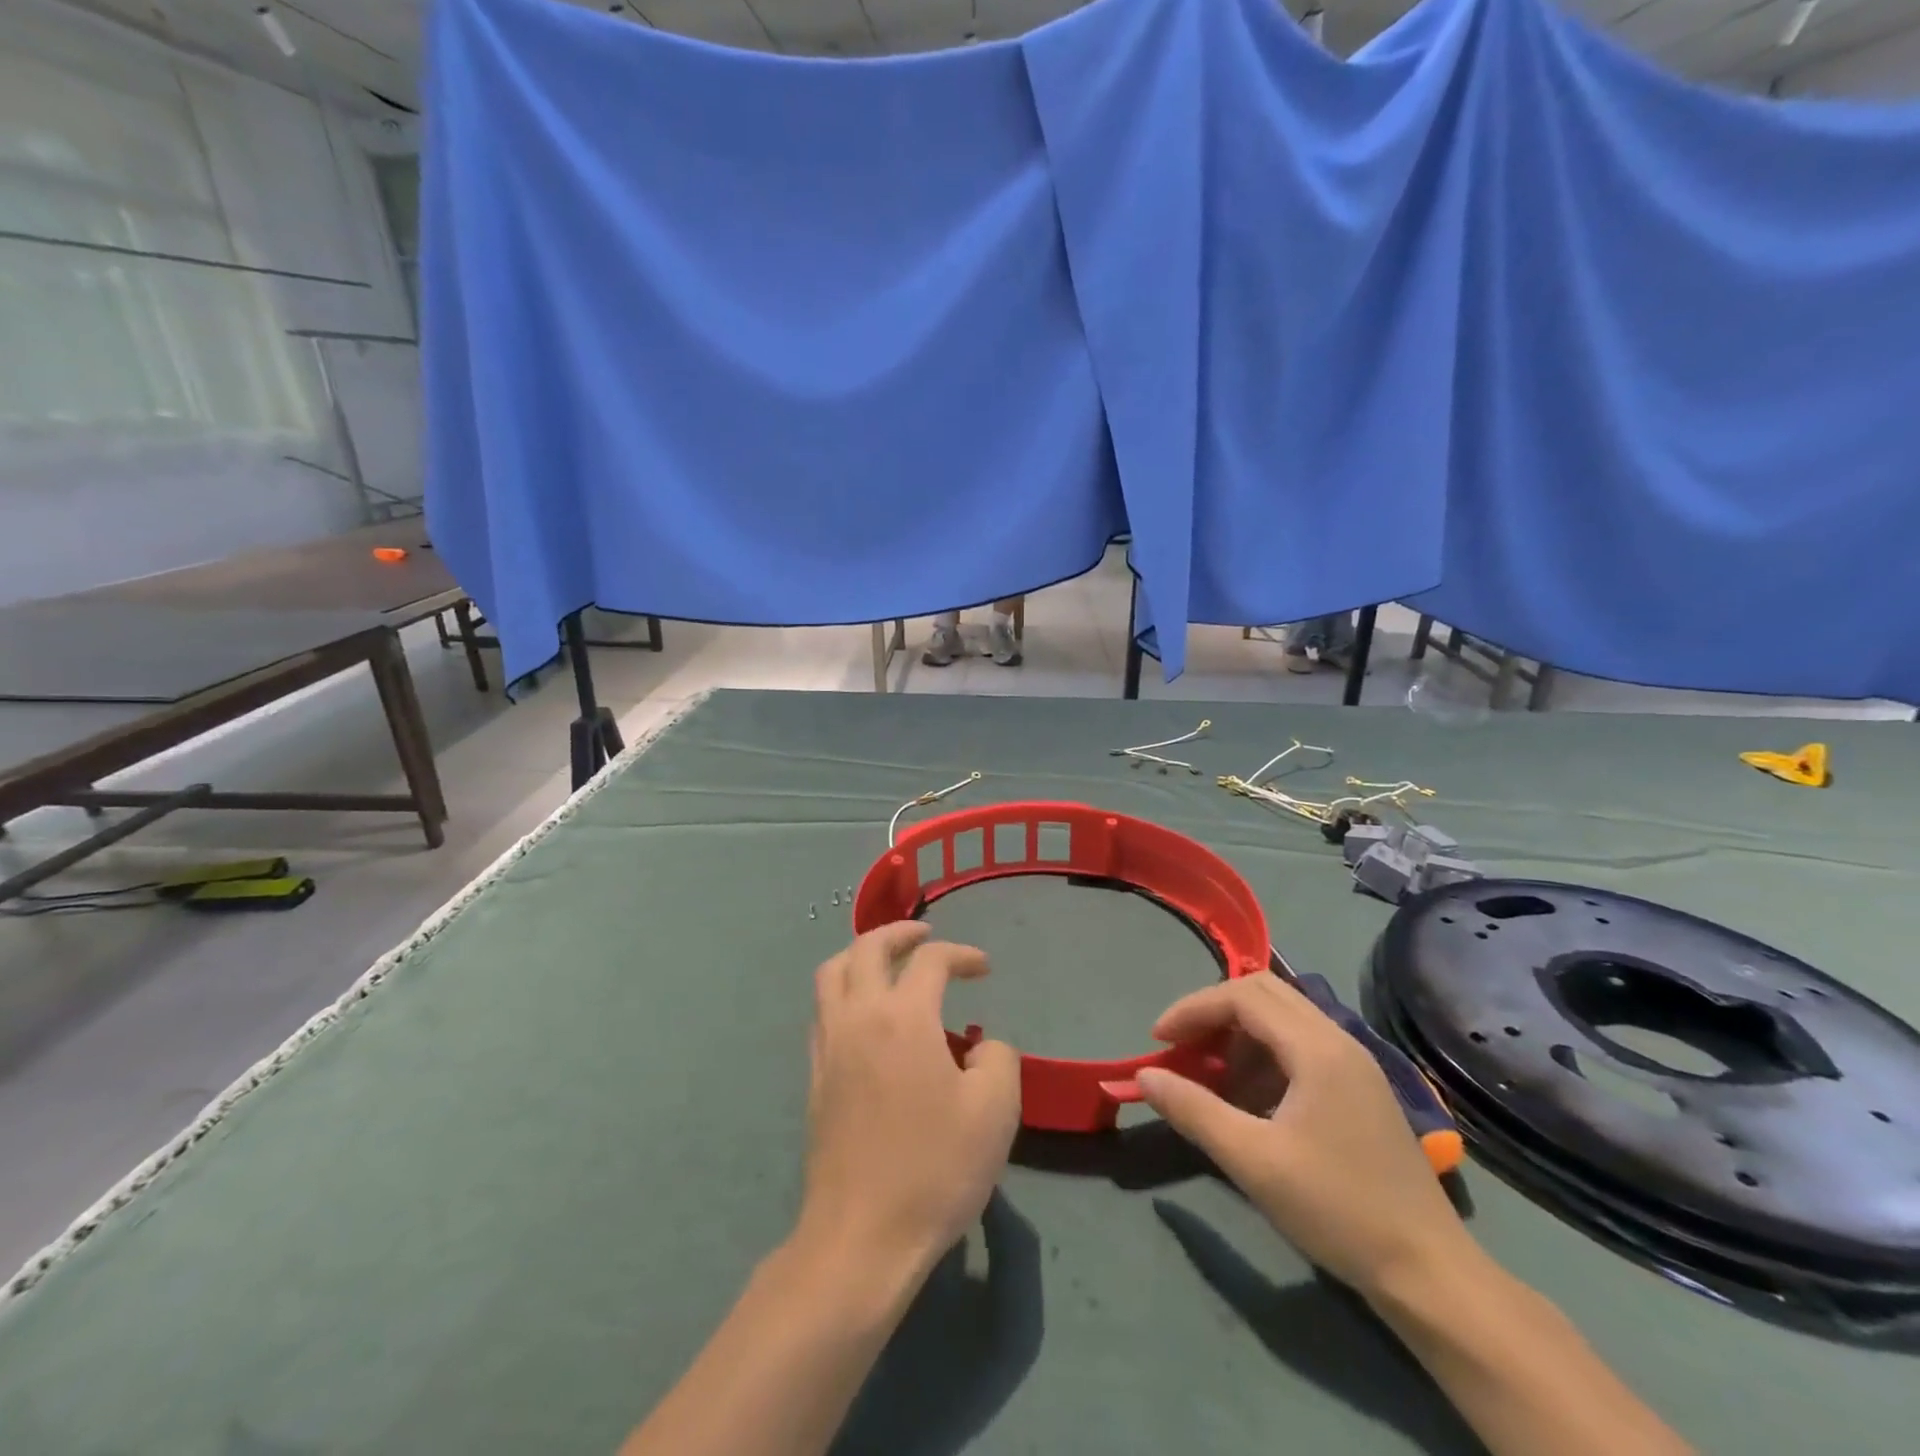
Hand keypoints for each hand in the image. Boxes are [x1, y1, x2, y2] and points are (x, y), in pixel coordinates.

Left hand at [797, 923, 1021, 1279]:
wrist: (862, 1236)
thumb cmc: (935, 1168)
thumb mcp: (995, 1111)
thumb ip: (997, 1058)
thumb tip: (979, 1047)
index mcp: (903, 1017)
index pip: (931, 960)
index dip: (962, 954)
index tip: (984, 968)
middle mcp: (858, 1016)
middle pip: (867, 947)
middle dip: (899, 932)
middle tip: (925, 934)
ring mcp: (829, 1045)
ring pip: (832, 972)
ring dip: (862, 954)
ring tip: (889, 963)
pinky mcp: (815, 1076)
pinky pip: (824, 1009)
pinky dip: (845, 990)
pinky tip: (867, 1015)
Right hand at [1135, 975, 1470, 1298]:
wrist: (1428, 1272)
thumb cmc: (1337, 1209)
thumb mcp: (1253, 1161)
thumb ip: (1193, 1110)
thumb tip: (1143, 1077)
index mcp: (1317, 1048)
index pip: (1241, 996)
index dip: (1192, 1009)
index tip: (1158, 1040)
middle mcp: (1338, 1039)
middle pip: (1263, 992)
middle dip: (1213, 1012)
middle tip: (1181, 1048)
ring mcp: (1353, 1062)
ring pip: (1282, 1017)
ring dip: (1238, 1033)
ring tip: (1209, 1076)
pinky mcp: (1359, 1086)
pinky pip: (1299, 1044)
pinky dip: (1263, 1054)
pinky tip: (1249, 1098)